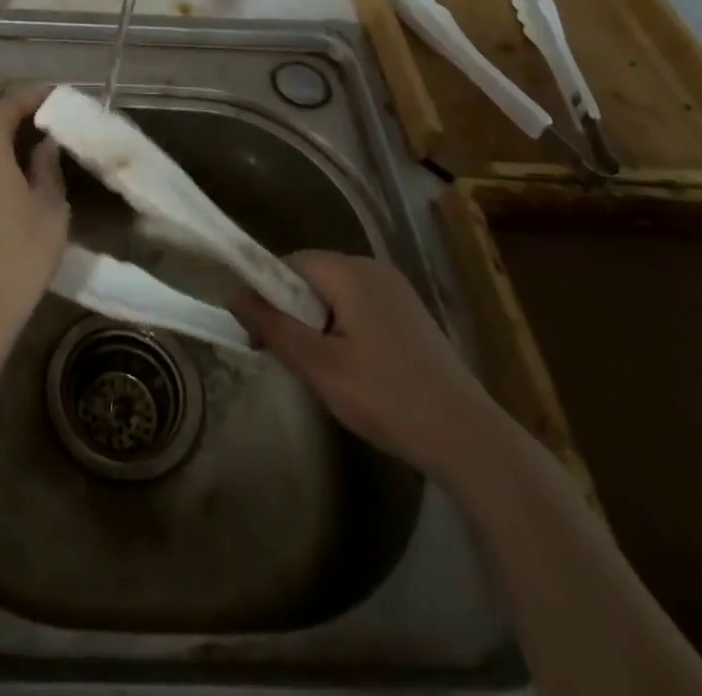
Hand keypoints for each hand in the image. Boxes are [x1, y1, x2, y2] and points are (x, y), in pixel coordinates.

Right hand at [231, 251, 501, 477]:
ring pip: (335, 294)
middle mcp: (373, 269)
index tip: (258, 333)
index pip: (289, 263)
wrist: (469, 439)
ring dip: (316, 322)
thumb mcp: (319, 366)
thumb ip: (273, 326)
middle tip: (288, 356)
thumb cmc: (386, 397)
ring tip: (319, 367)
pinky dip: (342, 328)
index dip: (265, 293)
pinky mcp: (410, 315)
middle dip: (291, 310)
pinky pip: (359, 307)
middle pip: (312, 276)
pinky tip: (351, 369)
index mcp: (351, 272)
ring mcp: (396, 291)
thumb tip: (232, 294)